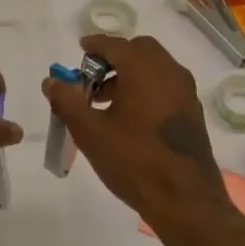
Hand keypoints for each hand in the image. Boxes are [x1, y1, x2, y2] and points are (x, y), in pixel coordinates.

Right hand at [41, 34, 233, 232]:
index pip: (115, 44)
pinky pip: (167, 85)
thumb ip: (67, 101)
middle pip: (140, 50)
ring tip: (107, 102)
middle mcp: (169, 72)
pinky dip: (148, 87)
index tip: (80, 49)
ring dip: (131, 73)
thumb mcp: (90, 132)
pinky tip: (131, 117)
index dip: (95, 45)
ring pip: (156, 67)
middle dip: (115, 57)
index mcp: (143, 69)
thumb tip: (51, 81)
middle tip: (93, 79)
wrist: (185, 201)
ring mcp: (186, 92)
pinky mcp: (193, 112)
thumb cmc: (133, 161)